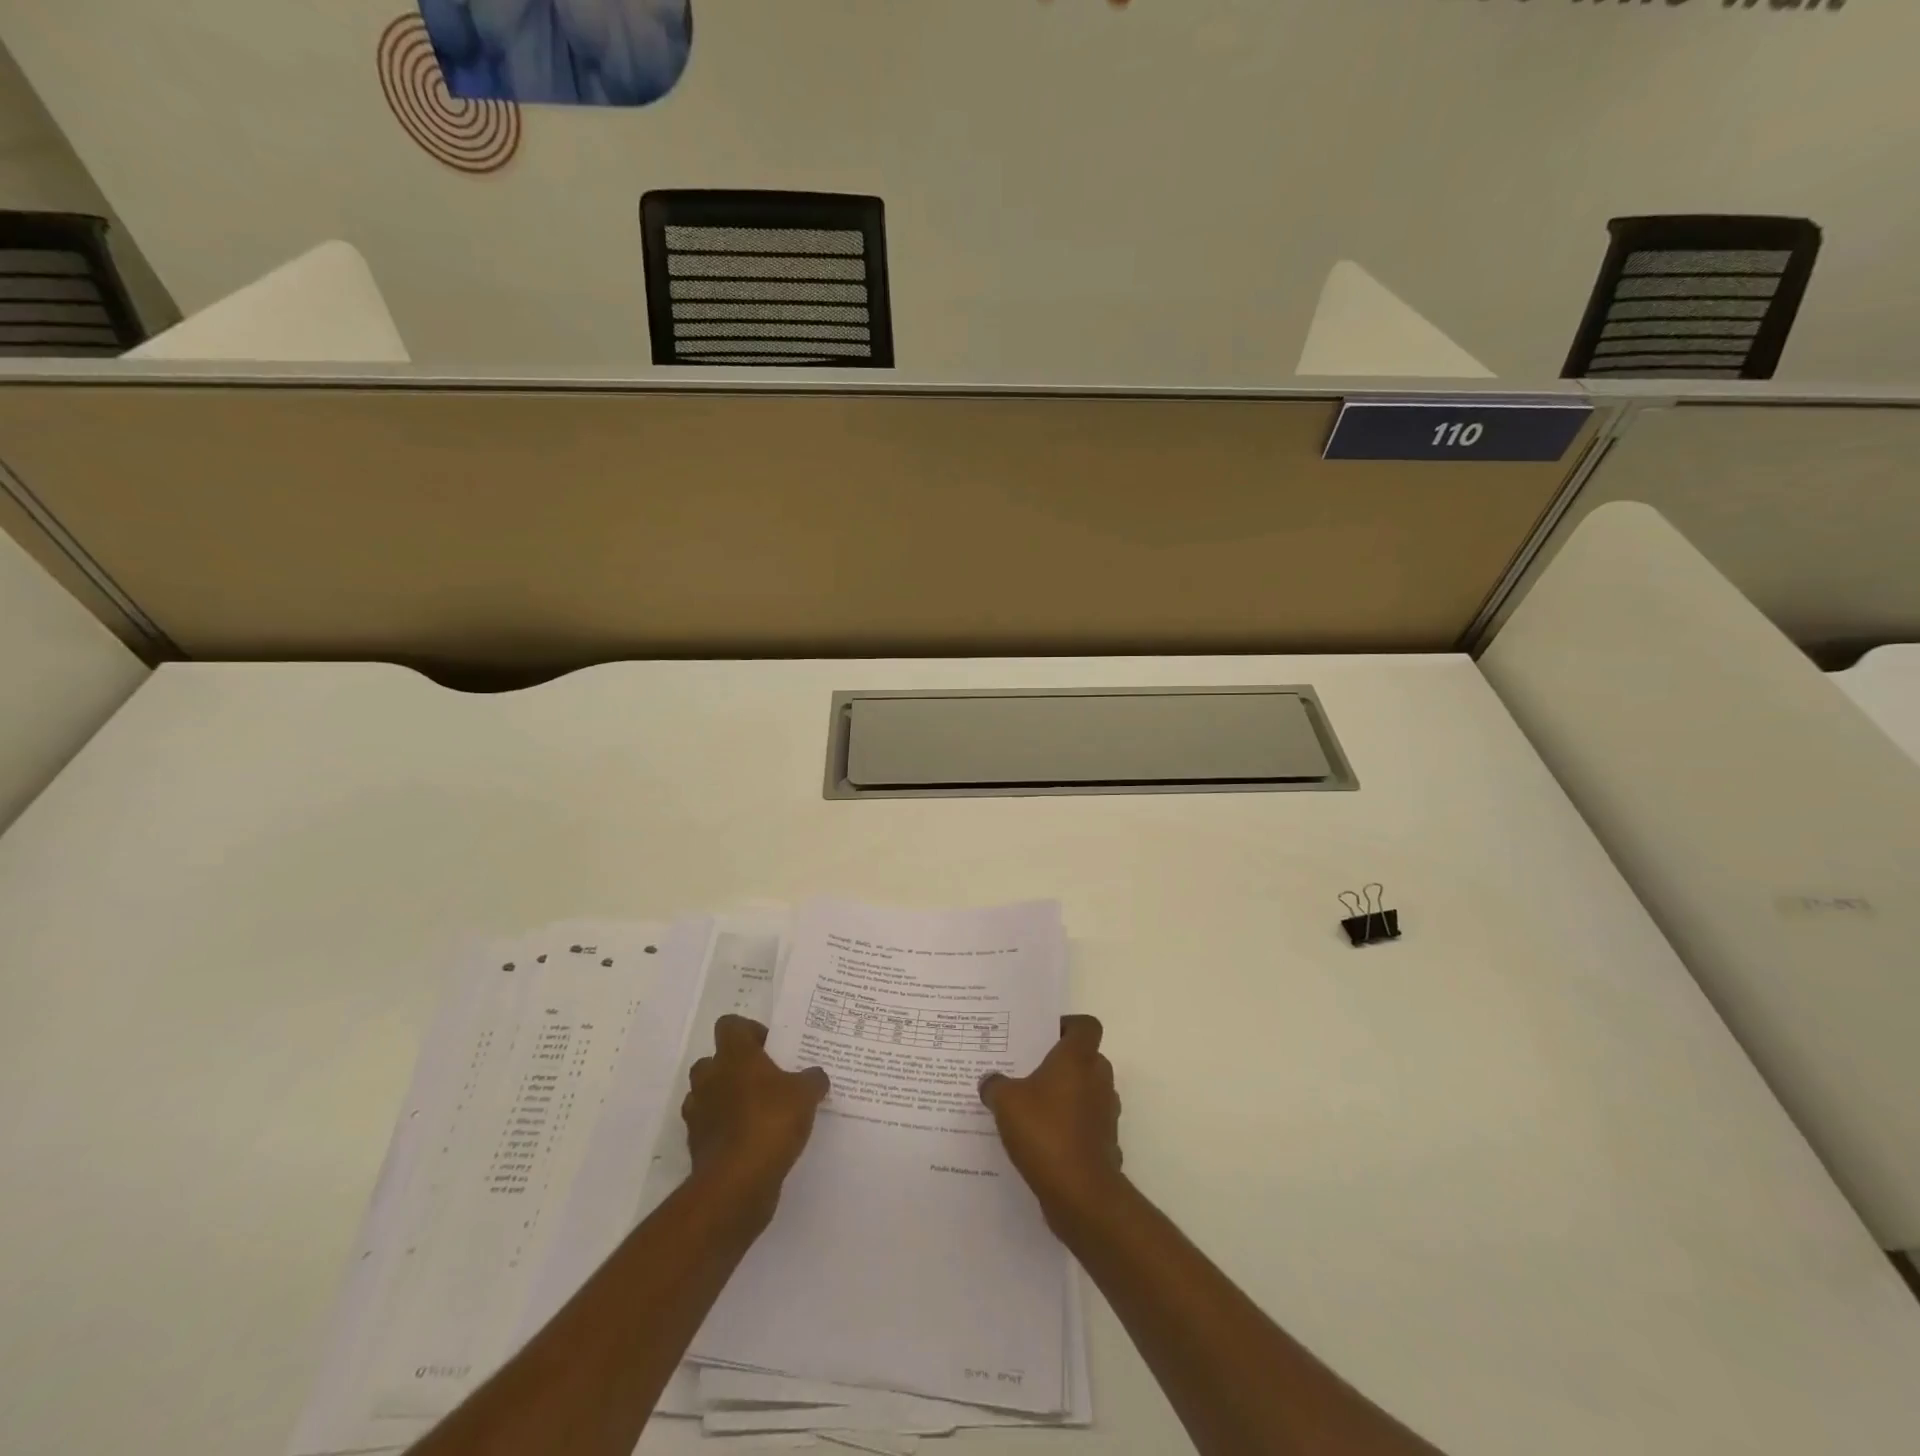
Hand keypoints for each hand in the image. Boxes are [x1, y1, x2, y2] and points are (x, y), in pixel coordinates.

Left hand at [683, 1016, 829, 1229]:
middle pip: (714, 1060)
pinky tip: (752, 1141)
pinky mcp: (697, 1146)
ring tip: (758, 1112)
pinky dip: (726, 1131)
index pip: (730, 1025)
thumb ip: (812, 1079)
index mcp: (734, 1056)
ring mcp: (699, 1113)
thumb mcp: (806, 1094)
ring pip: (708, 1095)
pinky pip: (710, 1128)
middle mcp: (710, 1078)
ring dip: (727, 1100)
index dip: (750, 1031)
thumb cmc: (771, 1122)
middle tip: (765, 1080)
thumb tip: (816, 1076)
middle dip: (735, 1067)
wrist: (737, 1184)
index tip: (772, 1048)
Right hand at [979, 1015, 1123, 1228]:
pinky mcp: (1107, 1144)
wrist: (1080, 1193)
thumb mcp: (1006, 1102)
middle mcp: (1099, 1079)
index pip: (1086, 1025)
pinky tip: (1044, 1142)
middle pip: (1086, 1058)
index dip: (1067, 1026)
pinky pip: (1087, 1126)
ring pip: (1087, 1092)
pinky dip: (1071, 1129)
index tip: (1043, 1036)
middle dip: (1061, 1064)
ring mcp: (1107, 1113)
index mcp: (1079, 1058)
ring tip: (1032, 1108)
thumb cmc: (1045, 1131)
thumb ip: (995, 1085)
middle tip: (1029, 1072)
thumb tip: (989, 1081)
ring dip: (1066, 1097)